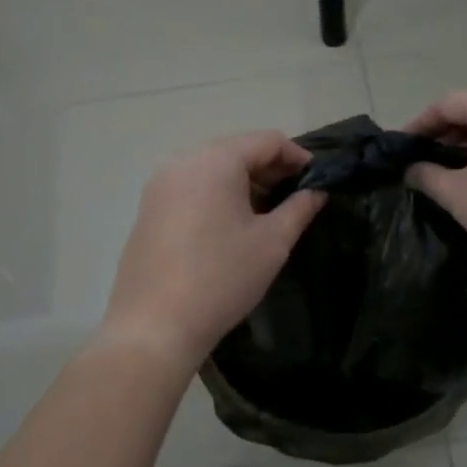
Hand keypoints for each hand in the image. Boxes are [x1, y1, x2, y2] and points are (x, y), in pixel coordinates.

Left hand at [100, 131, 326, 367]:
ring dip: (244, 185)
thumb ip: (299, 208)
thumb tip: (315, 191)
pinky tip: (231, 228)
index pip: (267, 140)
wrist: (153, 326)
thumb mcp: (272, 242)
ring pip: (213, 170)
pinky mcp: (148, 209)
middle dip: (270, 171)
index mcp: (214, 160)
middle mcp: (182, 162)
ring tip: (267, 216)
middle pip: (237, 151)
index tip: (318, 182)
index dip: (298, 157)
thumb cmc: (221, 278)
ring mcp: (159, 186)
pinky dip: (217, 197)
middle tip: (297, 200)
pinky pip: (192, 189)